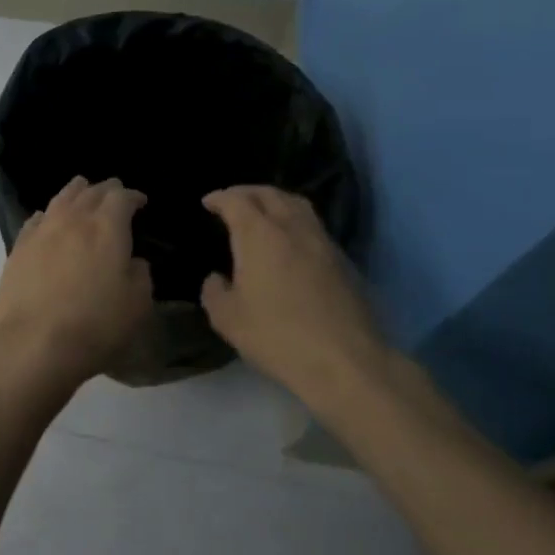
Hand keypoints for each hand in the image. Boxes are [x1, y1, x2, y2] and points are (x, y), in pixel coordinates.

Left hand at [0, 177, 154, 394]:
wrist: (33, 342)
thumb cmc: (95, 325)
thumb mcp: (137, 305)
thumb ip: (139, 276)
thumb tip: (132, 261)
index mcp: (106, 228)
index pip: (121, 198)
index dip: (132, 196)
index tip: (140, 201)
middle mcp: (73, 220)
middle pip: (90, 192)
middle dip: (105, 189)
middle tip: (114, 192)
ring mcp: (41, 231)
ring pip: (61, 199)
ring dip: (75, 191)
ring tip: (82, 189)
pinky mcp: (18, 248)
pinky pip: (36, 220)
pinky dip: (48, 214)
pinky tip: (47, 218)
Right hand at [200, 186, 387, 412]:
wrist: (346, 362)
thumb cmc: (277, 336)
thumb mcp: (227, 319)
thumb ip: (214, 292)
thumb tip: (217, 279)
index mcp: (258, 234)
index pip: (236, 201)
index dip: (219, 198)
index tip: (208, 202)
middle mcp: (292, 228)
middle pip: (269, 194)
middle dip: (247, 192)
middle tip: (233, 200)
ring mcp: (322, 242)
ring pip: (298, 205)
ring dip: (275, 201)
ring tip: (263, 212)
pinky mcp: (343, 261)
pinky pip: (314, 226)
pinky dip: (295, 222)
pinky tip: (290, 241)